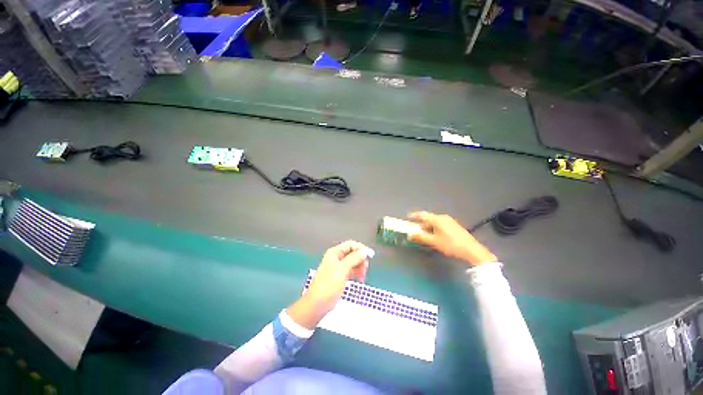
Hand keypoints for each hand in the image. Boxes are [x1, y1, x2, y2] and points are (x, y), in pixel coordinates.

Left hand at [287, 240, 370, 329]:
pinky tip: (360, 279)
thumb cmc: (328, 284)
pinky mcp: (341, 276)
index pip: (350, 245)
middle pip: (353, 253)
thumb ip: (354, 258)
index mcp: (335, 253)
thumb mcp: (342, 269)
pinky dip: (357, 273)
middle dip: (360, 260)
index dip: (360, 248)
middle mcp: (337, 258)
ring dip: (359, 268)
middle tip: (365, 269)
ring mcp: (339, 268)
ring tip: (362, 277)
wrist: (318, 304)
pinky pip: (351, 271)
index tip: (369, 255)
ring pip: (353, 263)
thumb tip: (364, 251)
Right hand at [407, 211, 496, 266]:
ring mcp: (450, 221)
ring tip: (425, 236)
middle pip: (429, 219)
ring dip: (428, 228)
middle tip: (416, 232)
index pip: (422, 215)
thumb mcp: (434, 242)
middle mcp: (443, 217)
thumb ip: (420, 237)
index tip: (408, 217)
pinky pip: (440, 225)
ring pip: (435, 223)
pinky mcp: (454, 226)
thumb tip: (409, 235)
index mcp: (437, 219)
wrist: (472, 250)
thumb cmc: (450, 244)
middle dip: (421, 225)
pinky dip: (435, 229)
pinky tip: (435, 237)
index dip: (414, 215)